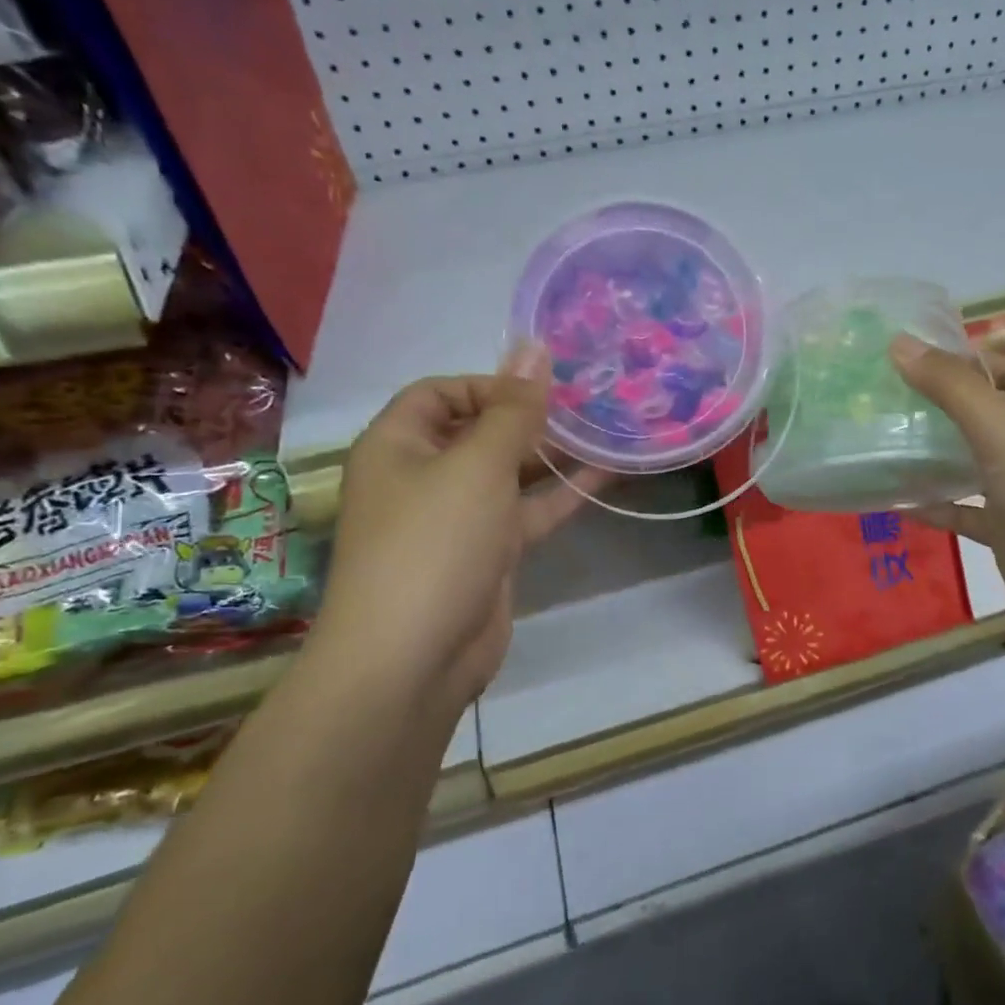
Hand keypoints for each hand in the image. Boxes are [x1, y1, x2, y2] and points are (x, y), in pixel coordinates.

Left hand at [307, 348, 602, 711]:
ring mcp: (458, 518)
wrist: (414, 658)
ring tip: (605, 430)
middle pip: (479, 430)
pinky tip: (607, 475)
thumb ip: (514, 409)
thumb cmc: (434, 544)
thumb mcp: (477, 465)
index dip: (490, 383)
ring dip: (552, 454)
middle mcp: (423, 476)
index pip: (440, 392)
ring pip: (509, 473)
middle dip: (530, 417)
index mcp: (398, 445)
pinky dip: (562, 494)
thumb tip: (535, 346)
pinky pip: (527, 512)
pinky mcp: (488, 553)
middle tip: (588, 404)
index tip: (544, 389)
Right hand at [892, 336, 1004, 644]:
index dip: (974, 356)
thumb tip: (901, 343)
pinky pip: (965, 511)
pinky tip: (898, 503)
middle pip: (988, 413)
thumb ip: (955, 389)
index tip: (920, 356)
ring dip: (935, 453)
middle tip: (888, 397)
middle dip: (944, 403)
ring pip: (973, 462)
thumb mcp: (1004, 435)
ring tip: (884, 441)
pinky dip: (936, 505)